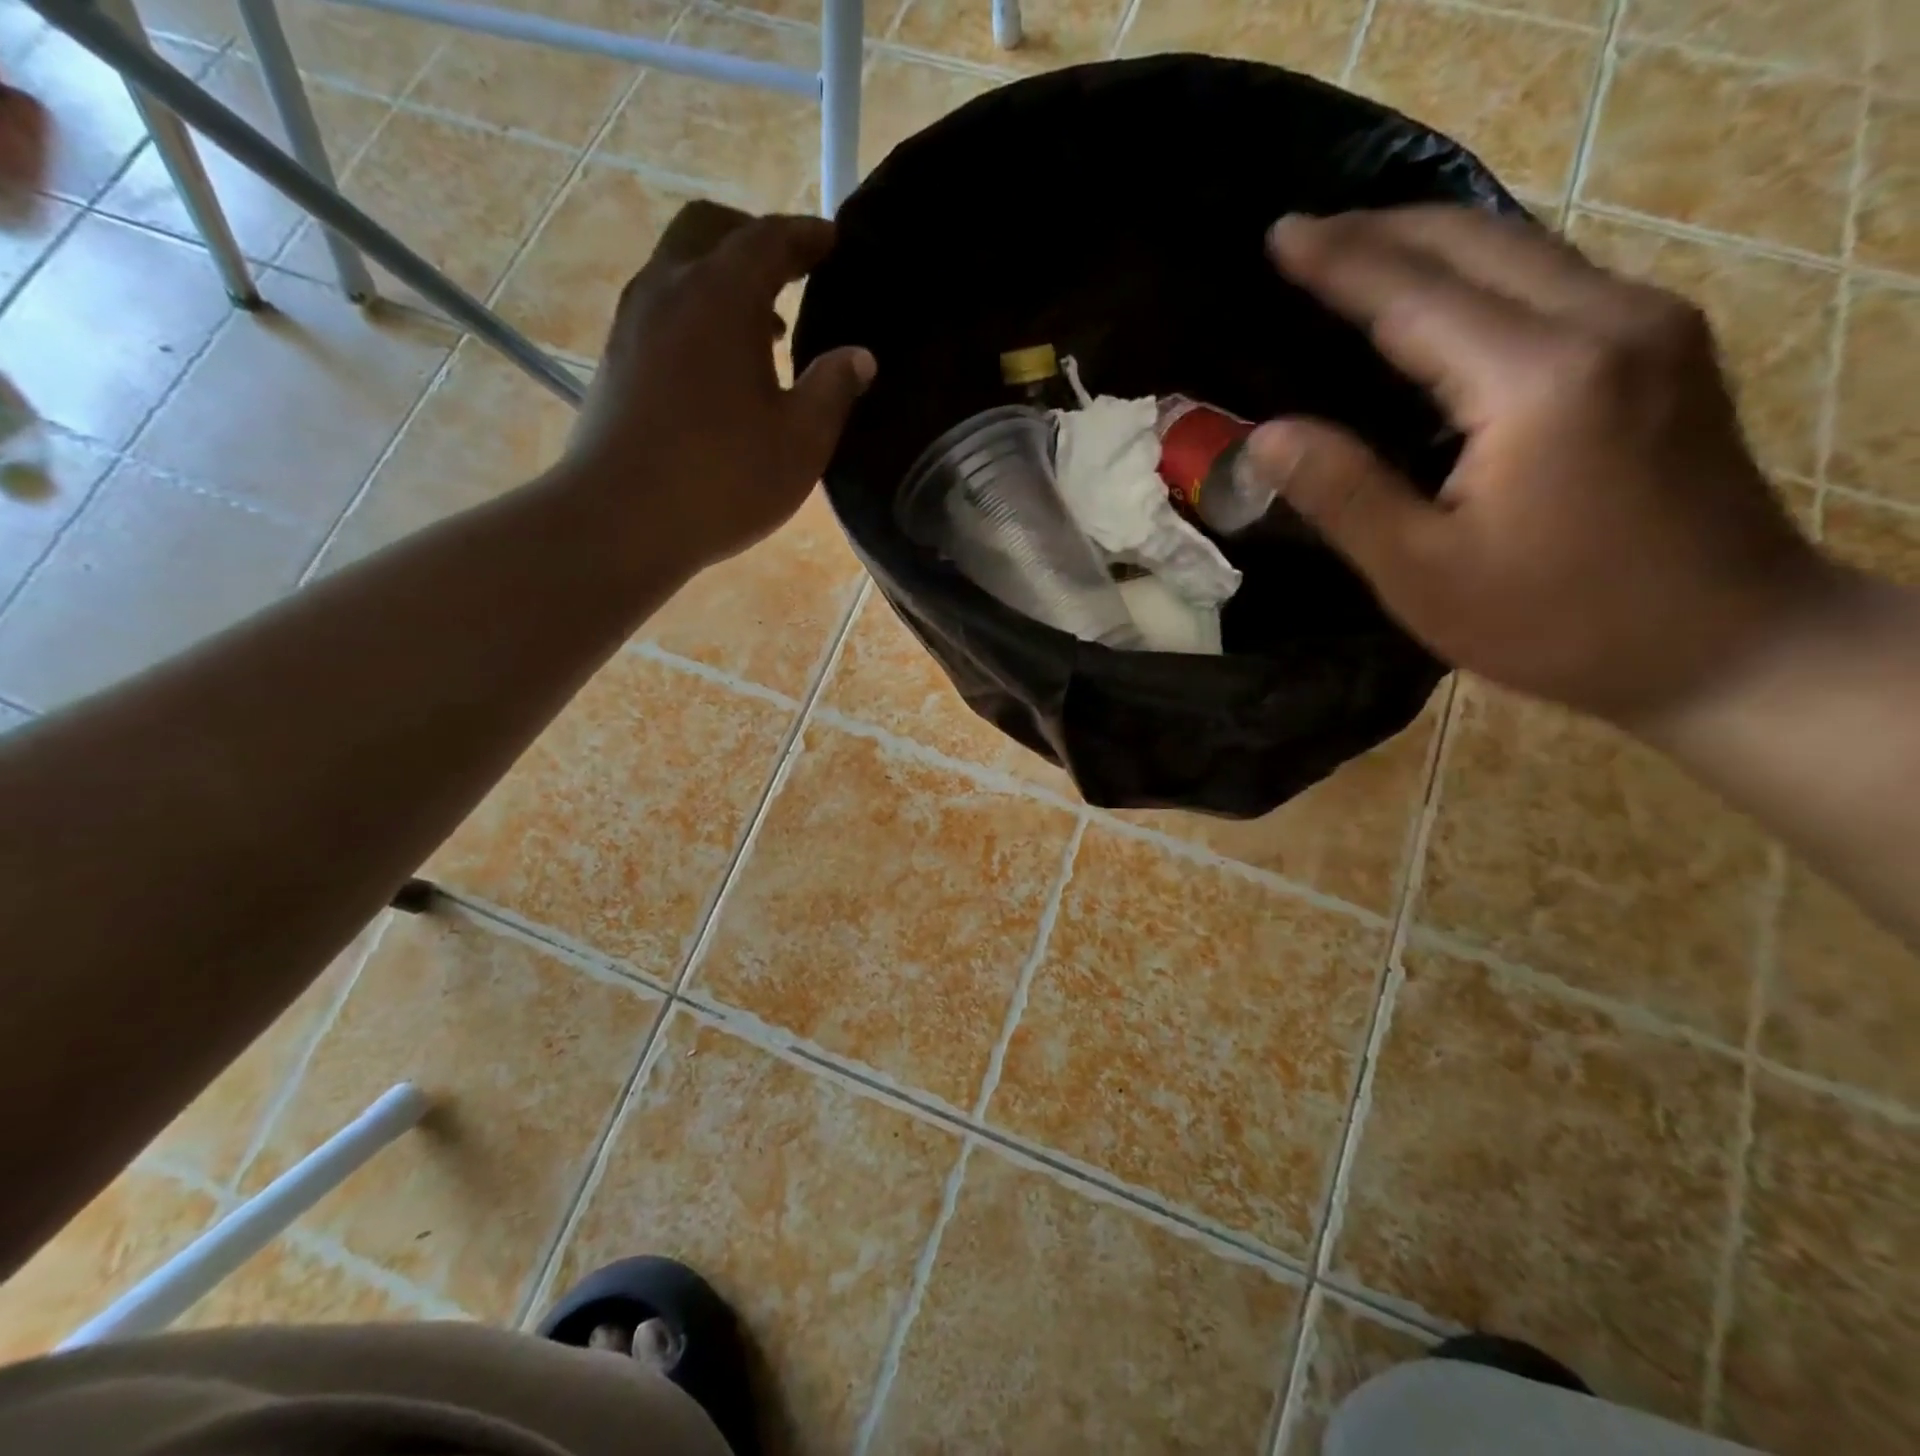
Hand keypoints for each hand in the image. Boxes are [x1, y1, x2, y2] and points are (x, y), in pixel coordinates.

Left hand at [559, 201, 875, 571]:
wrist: (622, 521)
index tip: (834, 241)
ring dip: (723, 278)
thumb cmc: (723, 480)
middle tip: (794, 269)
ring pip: (679, 268)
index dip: (807, 236)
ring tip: (767, 326)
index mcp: (721, 297)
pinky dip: (697, 310)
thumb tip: (858, 356)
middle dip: (755, 238)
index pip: (769, 239)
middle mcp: (668, 290)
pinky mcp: (615, 359)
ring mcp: (632, 322)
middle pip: (710, 230)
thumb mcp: (800, 442)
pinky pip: (662, 307)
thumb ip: (833, 390)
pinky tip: (722, 365)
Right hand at [1244, 207, 1842, 731]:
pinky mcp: (1664, 346)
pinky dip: (1478, 272)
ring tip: (1357, 252)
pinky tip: (1439, 296)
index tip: (1278, 235)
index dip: (1338, 263)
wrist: (1728, 641)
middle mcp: (1605, 321)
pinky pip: (1552, 279)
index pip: (1413, 296)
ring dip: (1430, 242)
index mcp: (1537, 381)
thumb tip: (1265, 434)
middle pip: (1476, 242)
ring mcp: (1649, 325)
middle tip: (1304, 236)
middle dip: (1381, 229)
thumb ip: (1343, 494)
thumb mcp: (1423, 574)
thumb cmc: (1558, 621)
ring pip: (1521, 248)